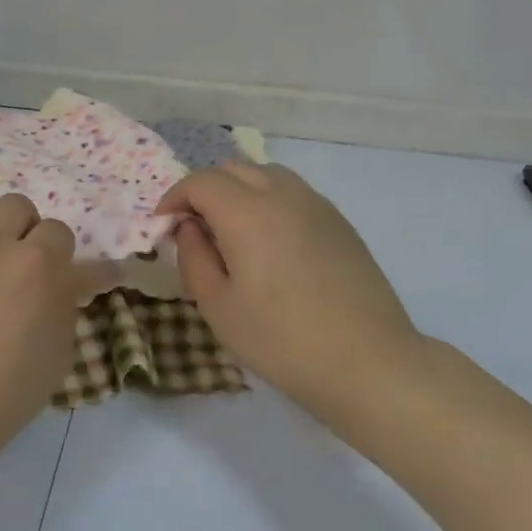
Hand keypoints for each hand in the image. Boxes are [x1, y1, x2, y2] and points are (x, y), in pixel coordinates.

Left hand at [0, 194, 95, 462]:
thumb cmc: (3, 395)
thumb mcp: (58, 354)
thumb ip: (67, 303)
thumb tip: (74, 277)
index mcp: (39, 265)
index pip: (60, 231)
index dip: (58, 254)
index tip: (53, 276)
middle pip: (17, 206)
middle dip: (21, 231)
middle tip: (12, 264)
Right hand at [159, 164, 430, 427]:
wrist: (367, 361)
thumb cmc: (281, 340)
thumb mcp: (217, 306)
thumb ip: (193, 257)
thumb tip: (189, 227)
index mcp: (247, 213)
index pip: (200, 182)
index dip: (174, 198)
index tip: (163, 225)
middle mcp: (283, 195)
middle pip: (233, 169)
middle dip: (204, 190)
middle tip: (193, 227)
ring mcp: (317, 205)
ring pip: (266, 174)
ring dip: (238, 190)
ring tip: (230, 229)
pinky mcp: (339, 222)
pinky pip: (293, 193)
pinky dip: (268, 200)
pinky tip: (269, 241)